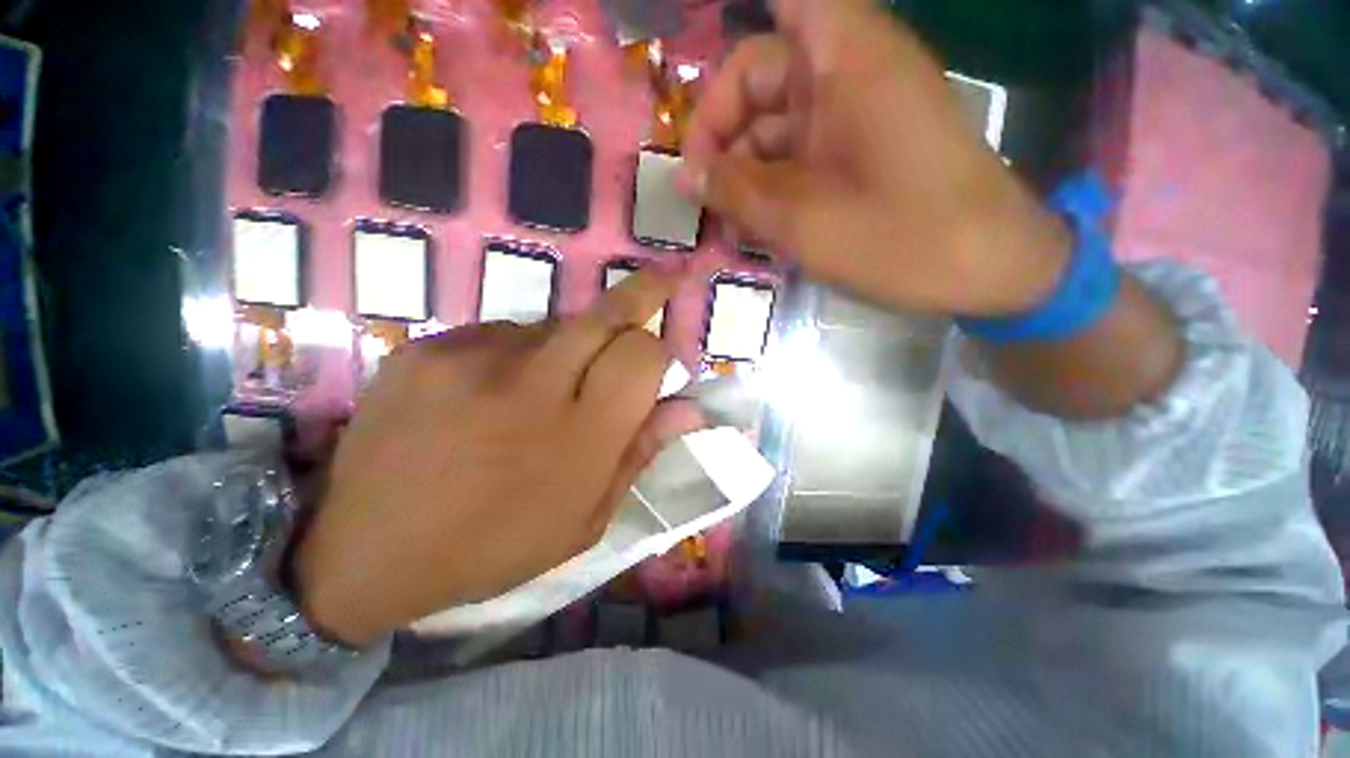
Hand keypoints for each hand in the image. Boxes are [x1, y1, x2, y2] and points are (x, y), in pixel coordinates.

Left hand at [293, 272, 688, 645]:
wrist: (365, 552)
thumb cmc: (493, 547)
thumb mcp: (584, 520)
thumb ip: (638, 454)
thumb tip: (688, 408)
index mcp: (578, 438)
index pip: (643, 355)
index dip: (661, 350)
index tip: (664, 359)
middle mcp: (532, 385)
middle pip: (607, 313)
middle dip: (647, 289)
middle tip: (669, 276)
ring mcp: (472, 359)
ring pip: (557, 324)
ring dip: (573, 345)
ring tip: (547, 389)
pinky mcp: (428, 348)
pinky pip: (502, 333)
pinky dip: (519, 353)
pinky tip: (494, 391)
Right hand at [682, 0, 1069, 316]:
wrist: (988, 269)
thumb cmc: (901, 239)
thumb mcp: (803, 220)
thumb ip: (737, 192)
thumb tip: (684, 176)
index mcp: (842, 58)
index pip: (779, 5)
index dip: (731, 41)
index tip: (696, 90)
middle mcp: (846, 73)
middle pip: (758, 79)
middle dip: (720, 135)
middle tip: (699, 194)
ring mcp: (853, 116)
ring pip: (773, 126)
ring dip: (742, 172)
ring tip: (723, 224)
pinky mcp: (857, 152)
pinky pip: (797, 156)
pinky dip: (769, 186)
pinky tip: (753, 227)